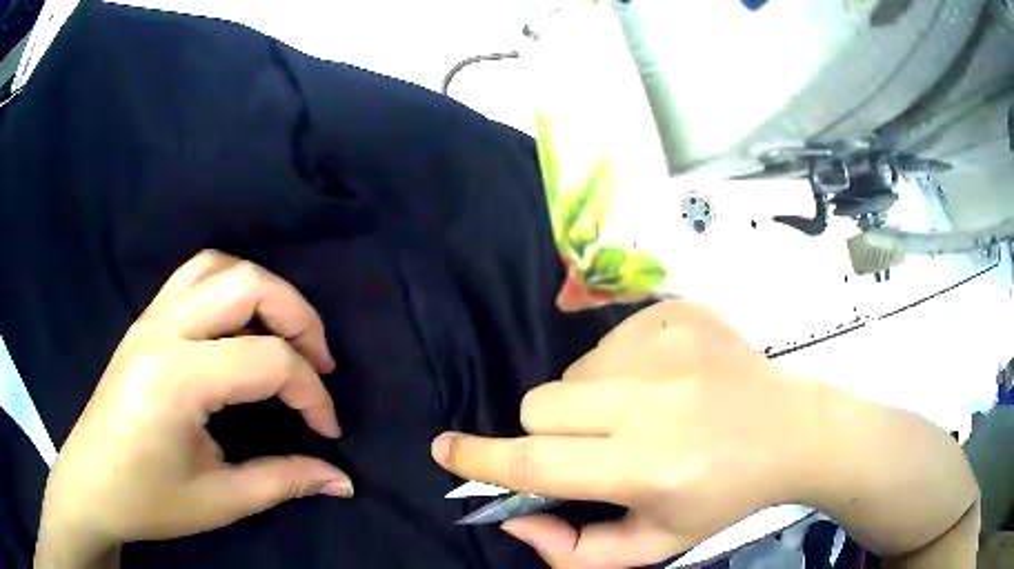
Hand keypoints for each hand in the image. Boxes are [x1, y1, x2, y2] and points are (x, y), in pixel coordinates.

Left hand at [36, 252, 351, 567]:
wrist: (91, 485)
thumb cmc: (148, 500)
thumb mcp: (220, 500)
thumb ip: (284, 481)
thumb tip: (343, 482)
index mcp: (178, 379)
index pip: (267, 361)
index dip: (312, 394)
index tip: (327, 431)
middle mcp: (163, 331)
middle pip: (247, 285)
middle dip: (299, 319)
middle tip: (320, 363)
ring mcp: (150, 318)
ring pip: (218, 266)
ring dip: (264, 291)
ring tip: (284, 334)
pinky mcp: (144, 321)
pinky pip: (193, 276)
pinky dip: (230, 285)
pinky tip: (239, 323)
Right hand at [431, 300, 831, 567]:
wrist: (788, 431)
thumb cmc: (721, 497)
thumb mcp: (653, 545)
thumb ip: (575, 551)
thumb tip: (514, 520)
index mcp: (648, 469)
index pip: (539, 463)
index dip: (481, 458)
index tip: (444, 448)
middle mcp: (654, 403)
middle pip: (541, 405)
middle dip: (548, 432)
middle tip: (595, 447)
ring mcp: (667, 346)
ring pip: (573, 372)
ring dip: (588, 401)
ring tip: (641, 415)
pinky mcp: (678, 313)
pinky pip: (608, 339)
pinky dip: (619, 367)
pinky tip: (664, 383)